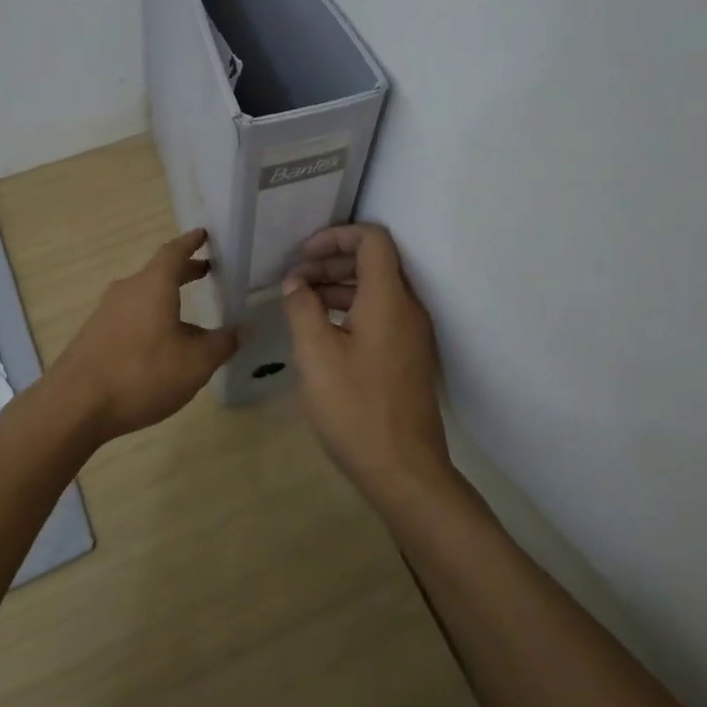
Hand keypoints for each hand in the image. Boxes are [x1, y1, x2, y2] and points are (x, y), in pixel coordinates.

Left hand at [48, 228, 238, 442]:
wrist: (75, 404)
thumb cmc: (142, 374)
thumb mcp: (195, 363)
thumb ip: (221, 344)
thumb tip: (242, 330)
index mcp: (153, 285)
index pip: (174, 252)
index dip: (191, 242)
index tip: (204, 234)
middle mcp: (127, 290)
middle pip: (158, 272)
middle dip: (183, 271)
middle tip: (205, 271)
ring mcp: (106, 312)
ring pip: (143, 295)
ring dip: (165, 297)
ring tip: (187, 314)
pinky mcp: (94, 335)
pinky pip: (129, 316)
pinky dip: (149, 317)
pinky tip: (159, 344)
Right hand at [281, 224, 454, 502]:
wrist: (405, 471)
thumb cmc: (355, 407)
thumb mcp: (315, 354)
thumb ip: (302, 308)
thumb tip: (296, 282)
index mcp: (388, 299)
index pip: (372, 239)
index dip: (336, 235)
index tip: (302, 254)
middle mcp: (407, 309)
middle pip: (374, 262)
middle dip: (331, 261)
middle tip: (294, 280)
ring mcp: (412, 335)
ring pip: (376, 291)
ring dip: (338, 287)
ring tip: (301, 303)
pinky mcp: (408, 357)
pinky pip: (380, 315)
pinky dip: (350, 310)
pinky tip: (322, 332)